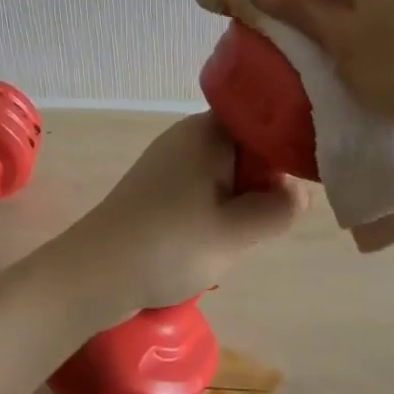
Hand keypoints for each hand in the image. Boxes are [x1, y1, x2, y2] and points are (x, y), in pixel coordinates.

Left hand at [61, 113, 306, 324]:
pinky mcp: (157, 187)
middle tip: (264, 218)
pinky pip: (202, 187)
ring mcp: (169, 160)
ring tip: (237, 234)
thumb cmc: (170, 244)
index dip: (286, 147)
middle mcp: (188, 135)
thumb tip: (300, 191)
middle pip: (246, 147)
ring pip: (226, 171)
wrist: (94, 274)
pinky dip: (215, 210)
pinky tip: (211, 240)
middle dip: (262, 181)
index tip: (300, 182)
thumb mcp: (237, 232)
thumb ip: (279, 208)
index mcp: (208, 131)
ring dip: (239, 200)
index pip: (263, 119)